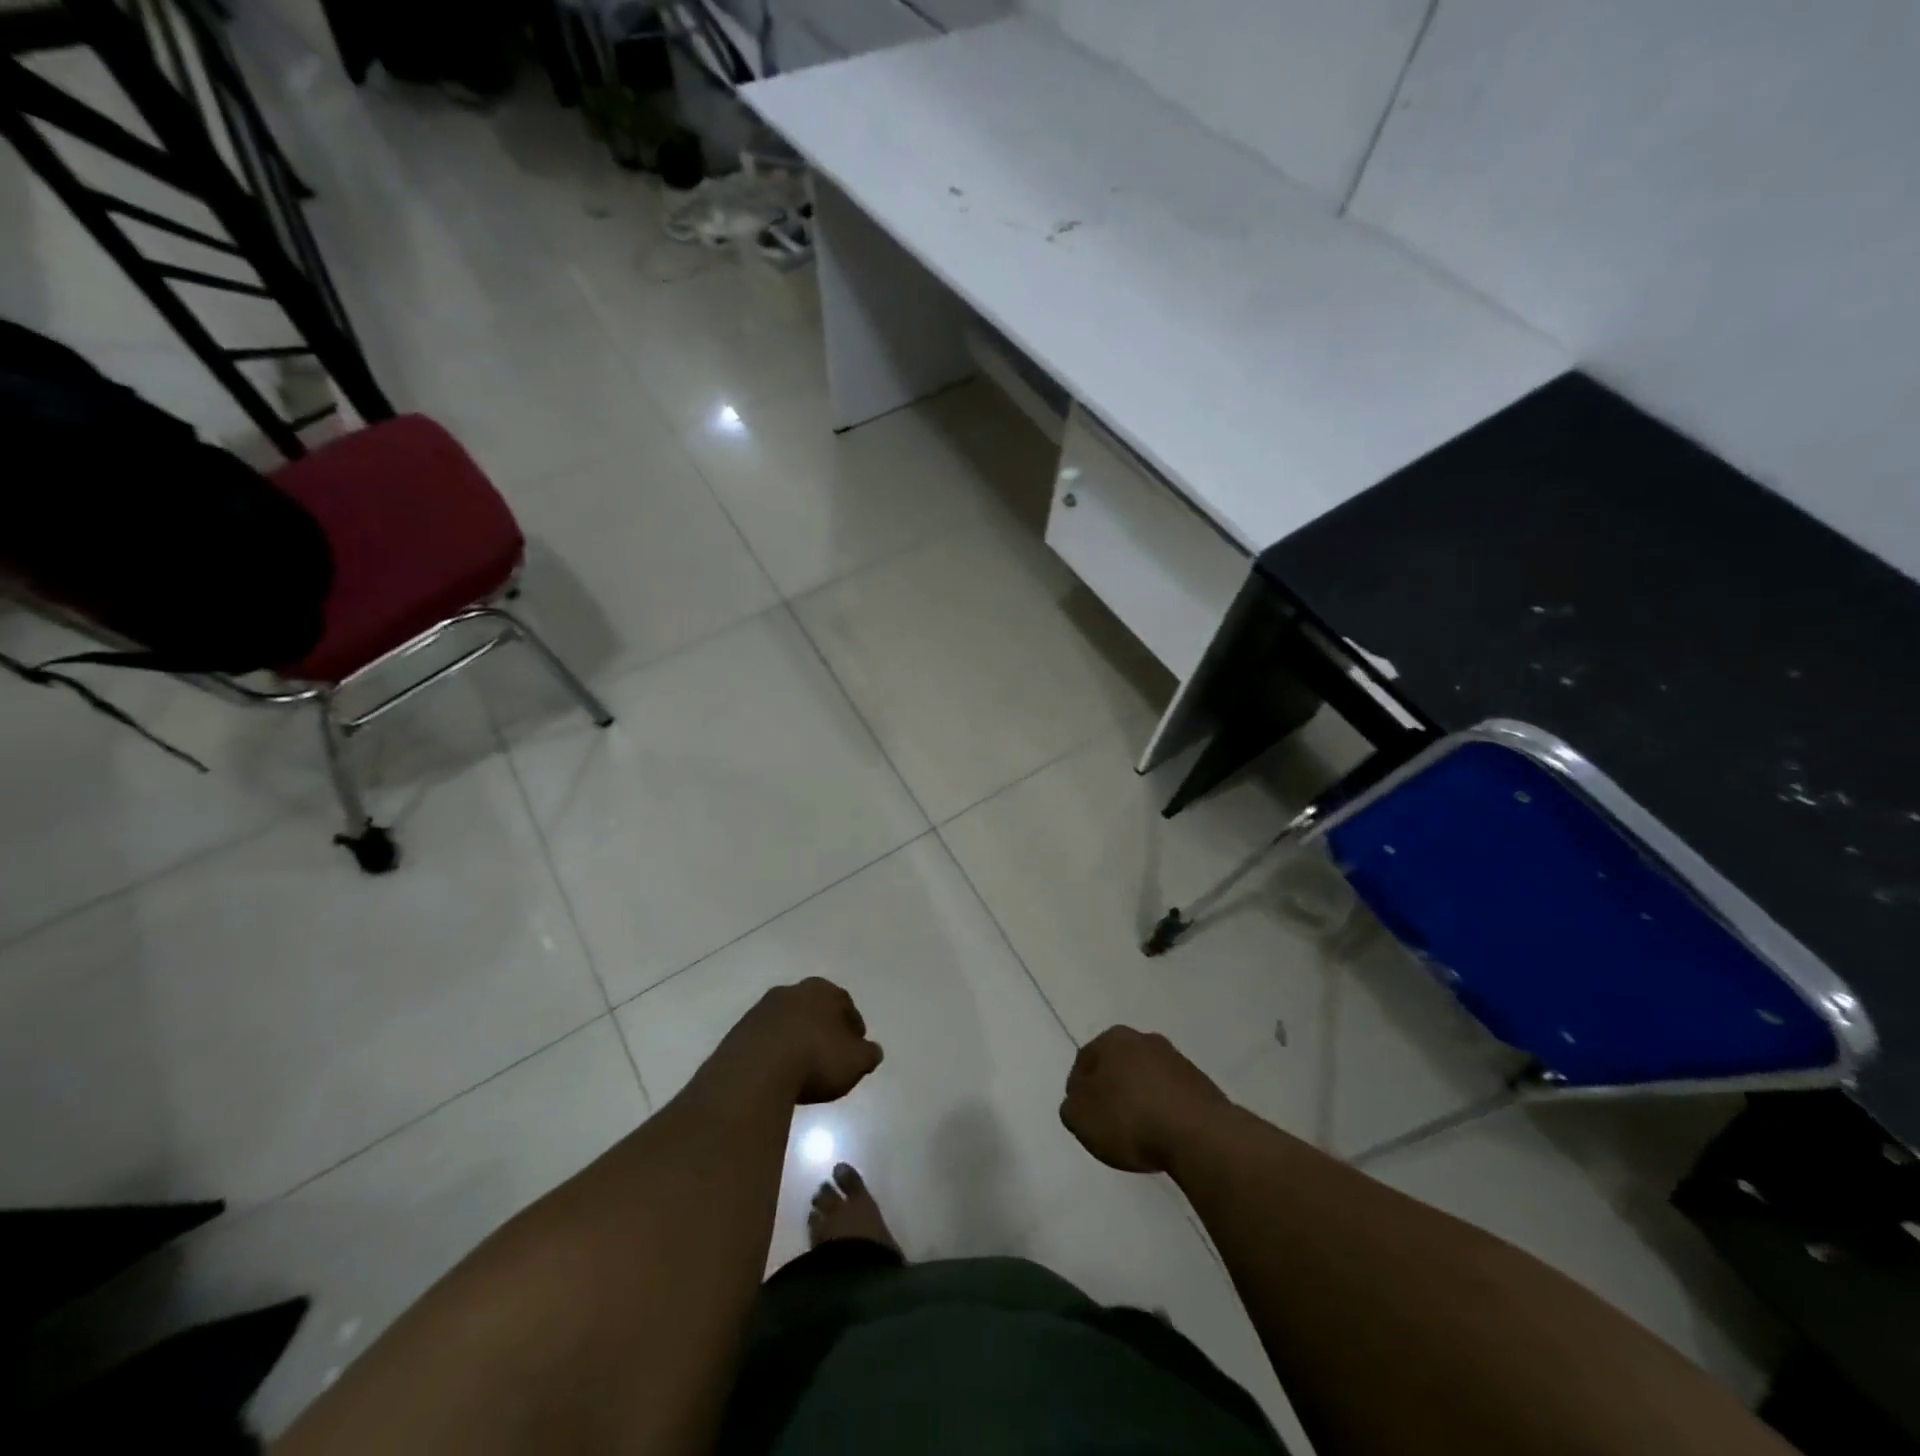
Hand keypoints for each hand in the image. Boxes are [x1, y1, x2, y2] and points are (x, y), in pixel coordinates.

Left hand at [716, 978, 883, 1104]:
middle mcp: (791, 991)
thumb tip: (872, 1051)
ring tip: (801, 1069)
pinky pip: (765, 1040)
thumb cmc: (815, 1059)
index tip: (855, 1051)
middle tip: (829, 1057)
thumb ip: (868, 1054)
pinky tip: (778, 1074)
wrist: (755, 1072)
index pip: (845, 1005)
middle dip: (823, 1030)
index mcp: (822, 990)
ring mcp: (762, 1010)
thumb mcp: (855, 1061)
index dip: (853, 1029)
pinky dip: (774, 1053)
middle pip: (814, 1010)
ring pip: (788, 1023)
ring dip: (796, 1040)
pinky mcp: (739, 1032)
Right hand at [1060, 1026, 1229, 1173]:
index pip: (1084, 1060)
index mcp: (1113, 1039)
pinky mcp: (1201, 1084)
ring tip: (1138, 1133)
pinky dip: (1164, 1110)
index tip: (1082, 1116)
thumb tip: (1079, 1100)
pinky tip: (1163, 1134)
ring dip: (1139, 1099)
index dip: (1078, 1089)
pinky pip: (1171, 1096)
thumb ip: (1071, 1106)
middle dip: (1111, 1089)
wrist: (1199, 1134)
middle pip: (1117, 1065)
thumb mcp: (1080, 1118)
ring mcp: (1176, 1060)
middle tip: (1107, 1122)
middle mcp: (1144, 1039)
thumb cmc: (1130, 1119)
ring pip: (1146, 1078)